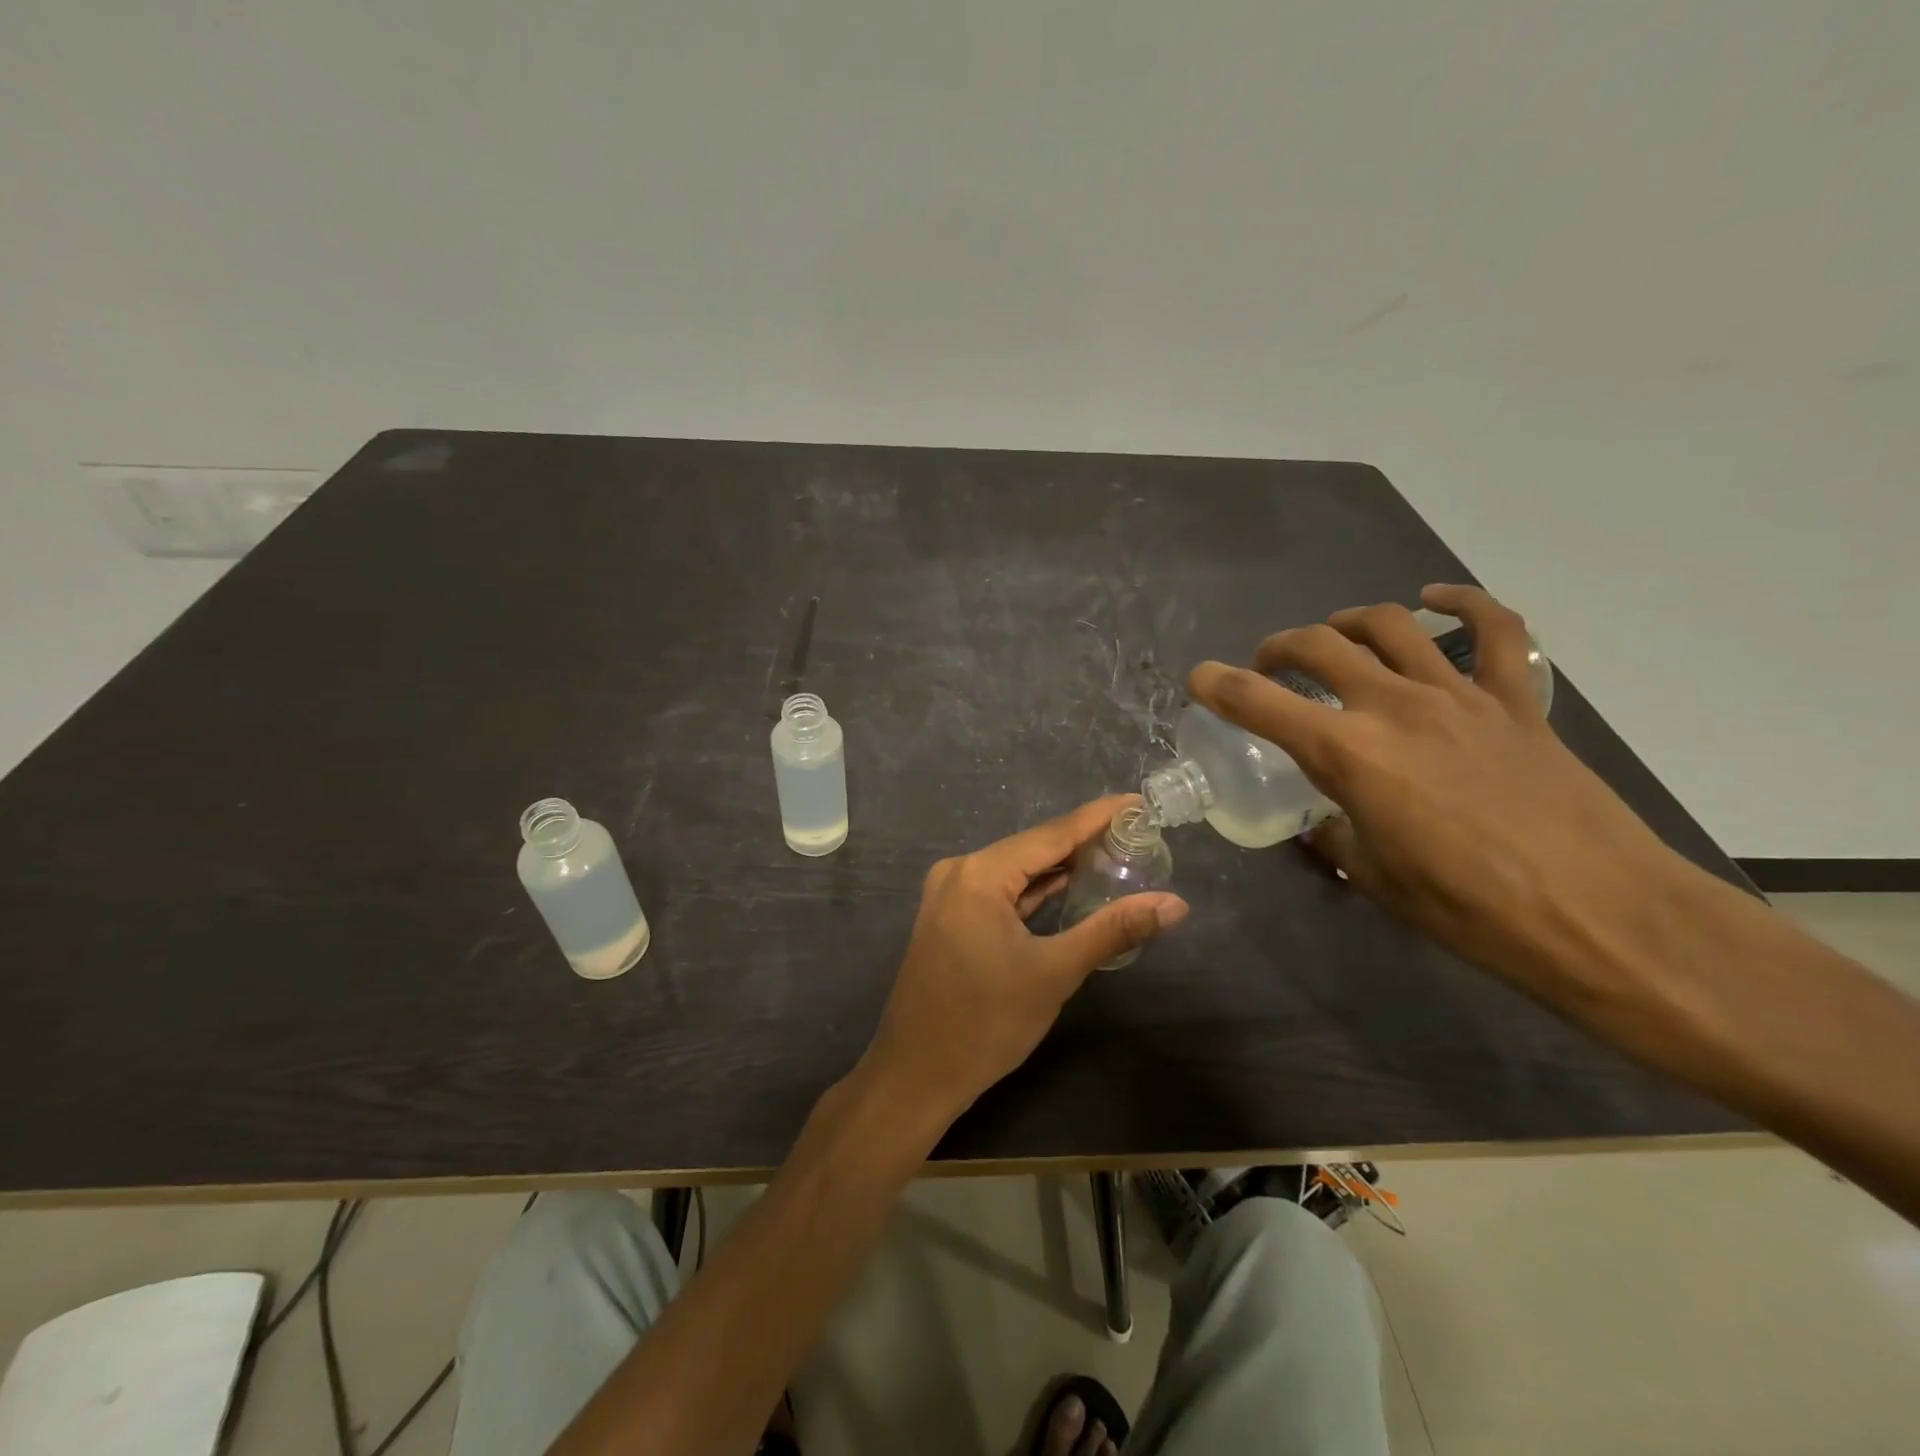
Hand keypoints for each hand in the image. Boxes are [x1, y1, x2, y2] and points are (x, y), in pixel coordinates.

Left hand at [862, 795, 1188, 1123]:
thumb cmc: (986, 1023)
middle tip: (1134, 834)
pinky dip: (1033, 889)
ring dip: (1058, 866)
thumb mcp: (1055, 973)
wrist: (916, 1075)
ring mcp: (949, 894)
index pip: (1051, 834)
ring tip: (1111, 855)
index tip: (1137, 804)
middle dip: (1083, 841)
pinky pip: (1000, 890)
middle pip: (1032, 847)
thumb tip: (1175, 904)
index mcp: (980, 874)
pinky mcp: (949, 917)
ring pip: (1015, 869)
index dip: (1097, 817)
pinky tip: (1065, 886)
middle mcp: (960, 871)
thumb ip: (1113, 930)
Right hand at [1187, 585, 1694, 995]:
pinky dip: (1462, 604)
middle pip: (1318, 645)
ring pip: (1390, 626)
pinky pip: (1495, 631)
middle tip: (1268, 669)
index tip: (1198, 680)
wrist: (1602, 916)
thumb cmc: (1471, 909)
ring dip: (1348, 624)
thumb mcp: (1375, 878)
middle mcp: (1394, 706)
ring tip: (1335, 639)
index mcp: (1348, 753)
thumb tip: (1324, 821)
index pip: (1259, 702)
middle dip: (1278, 649)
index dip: (1217, 685)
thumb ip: (1336, 835)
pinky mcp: (1516, 701)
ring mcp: (1459, 695)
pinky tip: (1435, 601)